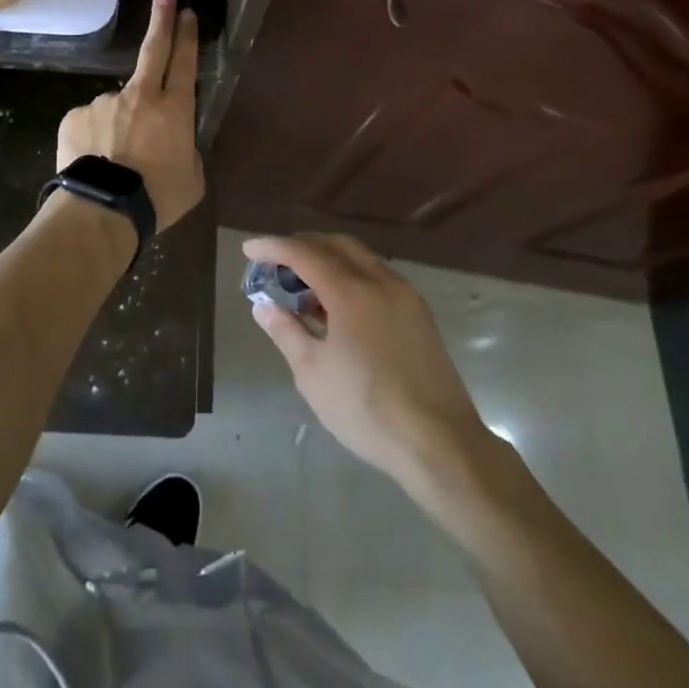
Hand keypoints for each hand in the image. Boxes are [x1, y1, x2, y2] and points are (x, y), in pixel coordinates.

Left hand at [57, 0, 205, 232]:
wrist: (103, 210)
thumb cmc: (158, 197)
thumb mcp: (192, 179)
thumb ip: (186, 152)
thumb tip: (173, 145)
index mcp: (174, 109)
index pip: (184, 63)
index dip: (186, 36)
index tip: (186, 12)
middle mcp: (140, 96)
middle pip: (153, 50)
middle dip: (161, 21)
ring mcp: (105, 102)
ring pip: (117, 104)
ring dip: (119, 123)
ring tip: (114, 160)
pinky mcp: (76, 116)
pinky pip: (89, 123)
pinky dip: (93, 138)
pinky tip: (94, 161)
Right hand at [244, 232, 494, 487]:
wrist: (439, 442)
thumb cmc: (367, 409)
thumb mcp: (313, 374)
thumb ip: (286, 332)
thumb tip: (263, 306)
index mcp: (352, 291)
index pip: (304, 254)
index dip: (273, 247)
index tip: (249, 248)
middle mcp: (380, 281)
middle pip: (336, 245)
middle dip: (302, 245)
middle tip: (275, 261)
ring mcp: (405, 295)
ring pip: (360, 258)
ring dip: (329, 260)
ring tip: (304, 286)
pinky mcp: (419, 314)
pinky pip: (378, 276)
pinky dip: (351, 276)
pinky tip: (338, 305)